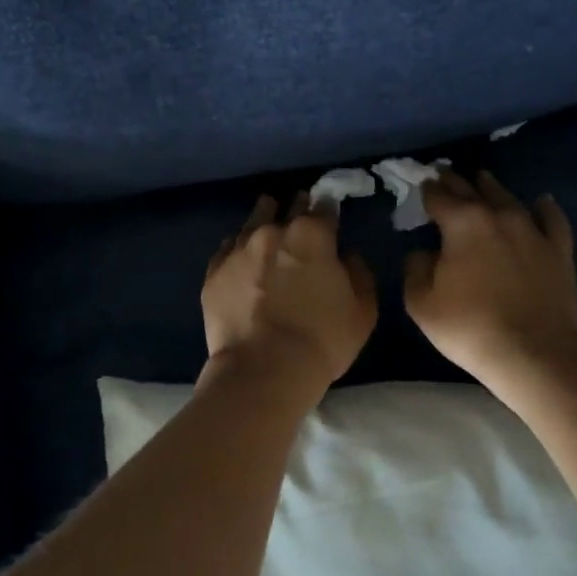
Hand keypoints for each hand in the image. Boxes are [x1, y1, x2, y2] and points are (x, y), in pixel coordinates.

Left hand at [202, 194, 377, 389]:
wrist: (263, 370)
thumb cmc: (322, 340)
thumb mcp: (362, 311)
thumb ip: (358, 273)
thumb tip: (346, 255)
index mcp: (313, 234)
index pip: (324, 205)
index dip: (328, 209)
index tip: (330, 216)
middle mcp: (273, 231)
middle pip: (288, 208)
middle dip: (297, 210)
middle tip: (302, 222)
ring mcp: (239, 249)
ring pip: (253, 221)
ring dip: (264, 220)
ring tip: (268, 225)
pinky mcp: (214, 272)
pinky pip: (228, 249)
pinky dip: (238, 249)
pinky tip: (242, 256)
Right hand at [405, 170, 576, 392]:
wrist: (535, 353)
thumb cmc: (470, 328)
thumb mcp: (422, 304)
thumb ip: (416, 269)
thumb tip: (423, 252)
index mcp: (461, 223)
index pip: (439, 196)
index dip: (427, 189)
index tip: (421, 184)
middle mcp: (497, 216)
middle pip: (472, 189)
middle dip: (455, 181)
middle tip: (444, 174)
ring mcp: (532, 230)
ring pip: (508, 197)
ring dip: (492, 187)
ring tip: (482, 179)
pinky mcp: (558, 250)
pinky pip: (551, 219)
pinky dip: (544, 208)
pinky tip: (541, 201)